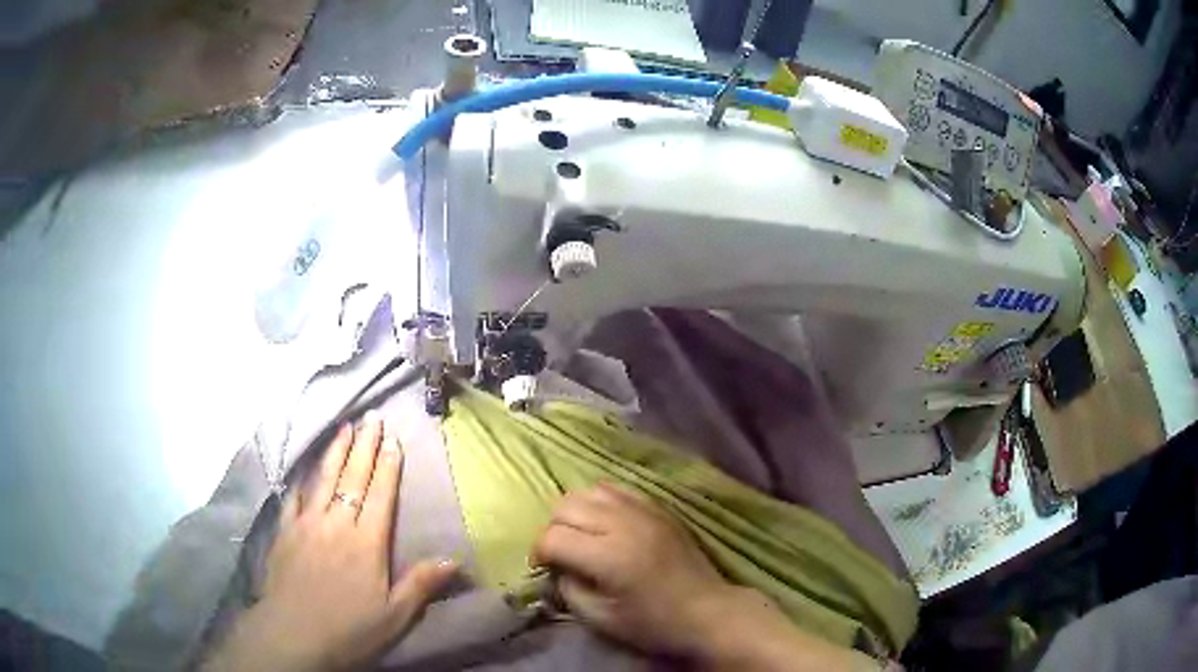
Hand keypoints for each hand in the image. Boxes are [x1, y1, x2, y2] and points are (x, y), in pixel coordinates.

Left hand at [206, 412, 456, 671]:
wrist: (293, 634)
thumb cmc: (349, 628)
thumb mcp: (394, 615)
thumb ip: (421, 584)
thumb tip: (456, 560)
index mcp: (366, 543)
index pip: (380, 495)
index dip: (388, 466)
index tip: (393, 438)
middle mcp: (336, 524)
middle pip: (352, 478)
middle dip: (364, 446)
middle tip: (372, 418)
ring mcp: (306, 524)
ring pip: (324, 479)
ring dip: (335, 452)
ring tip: (344, 428)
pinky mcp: (284, 531)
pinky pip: (295, 497)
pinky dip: (303, 480)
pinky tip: (306, 470)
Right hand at [531, 483, 743, 659]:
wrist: (706, 610)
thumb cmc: (653, 623)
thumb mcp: (600, 619)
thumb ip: (568, 589)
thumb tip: (556, 567)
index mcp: (608, 557)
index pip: (553, 537)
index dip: (539, 553)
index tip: (544, 568)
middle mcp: (623, 525)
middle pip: (566, 506)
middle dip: (554, 529)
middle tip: (561, 553)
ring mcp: (643, 511)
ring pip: (589, 490)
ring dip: (575, 512)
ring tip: (582, 535)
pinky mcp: (658, 507)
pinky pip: (616, 488)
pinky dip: (600, 501)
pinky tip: (604, 522)